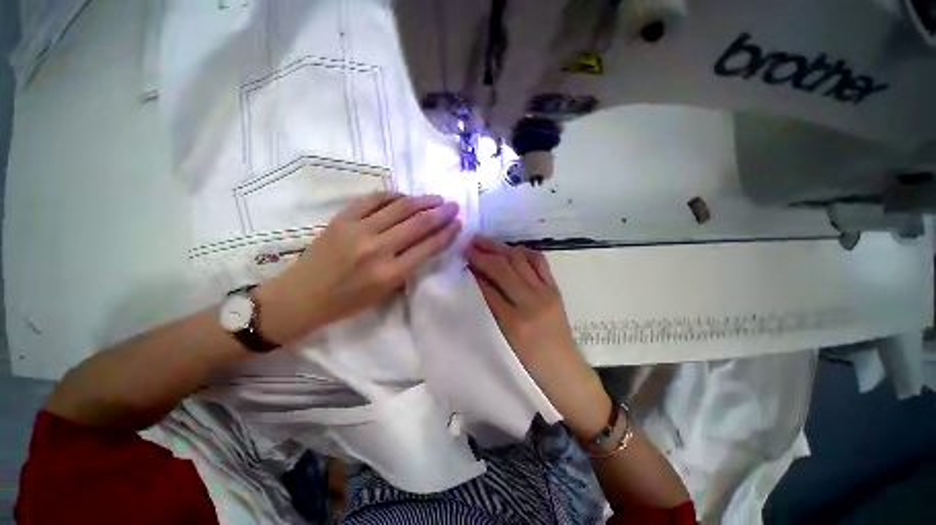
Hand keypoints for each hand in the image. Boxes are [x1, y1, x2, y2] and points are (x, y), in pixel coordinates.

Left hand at [257, 192, 461, 342]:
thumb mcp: (384, 294)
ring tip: (436, 198)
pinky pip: (373, 199)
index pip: (427, 247)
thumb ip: (408, 268)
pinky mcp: (342, 219)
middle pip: (418, 224)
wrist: (301, 296)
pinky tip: (405, 196)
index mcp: (389, 273)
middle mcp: (377, 249)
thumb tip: (426, 245)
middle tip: (454, 206)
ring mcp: (358, 230)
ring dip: (422, 201)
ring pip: (399, 207)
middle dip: (441, 213)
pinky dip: (393, 195)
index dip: (447, 233)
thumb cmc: (347, 302)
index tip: (459, 224)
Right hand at [464, 236, 612, 437]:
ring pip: (519, 260)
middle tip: (467, 244)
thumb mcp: (502, 339)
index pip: (487, 286)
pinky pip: (539, 262)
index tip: (460, 257)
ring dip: (500, 247)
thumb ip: (487, 309)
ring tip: (484, 241)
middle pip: (503, 268)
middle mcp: (531, 301)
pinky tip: (511, 248)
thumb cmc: (527, 363)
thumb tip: (476, 280)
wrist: (563, 370)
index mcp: (513, 321)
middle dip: (482, 253)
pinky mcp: (555, 288)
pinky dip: (523, 251)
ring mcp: (546, 292)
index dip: (473, 269)